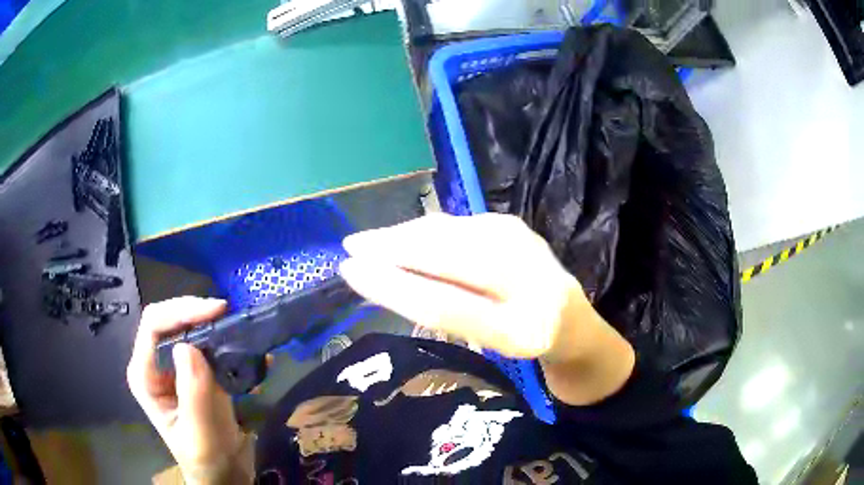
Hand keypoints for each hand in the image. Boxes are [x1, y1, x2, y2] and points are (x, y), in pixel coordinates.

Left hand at [127, 297, 252, 483]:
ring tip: (237, 326)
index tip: (215, 312)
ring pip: (187, 327)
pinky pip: (205, 344)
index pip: (153, 326)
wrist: (223, 474)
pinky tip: (241, 342)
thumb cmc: (206, 460)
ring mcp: (175, 367)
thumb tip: (188, 346)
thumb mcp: (200, 434)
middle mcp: (155, 365)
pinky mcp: (195, 371)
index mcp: (145, 376)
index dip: (180, 311)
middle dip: (195, 312)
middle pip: (168, 319)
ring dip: (210, 323)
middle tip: (228, 314)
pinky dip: (222, 338)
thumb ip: (192, 394)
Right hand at [340, 213, 634, 404]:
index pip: (447, 304)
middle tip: (351, 247)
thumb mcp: (488, 344)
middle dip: (392, 248)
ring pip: (449, 231)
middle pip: (448, 257)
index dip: (394, 287)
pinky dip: (424, 230)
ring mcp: (524, 243)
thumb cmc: (522, 339)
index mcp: (522, 328)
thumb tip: (386, 280)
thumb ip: (445, 314)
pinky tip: (404, 237)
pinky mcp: (513, 223)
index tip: (351, 271)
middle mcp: (529, 280)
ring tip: (369, 242)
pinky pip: (457, 223)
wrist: (570, 318)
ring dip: (404, 234)